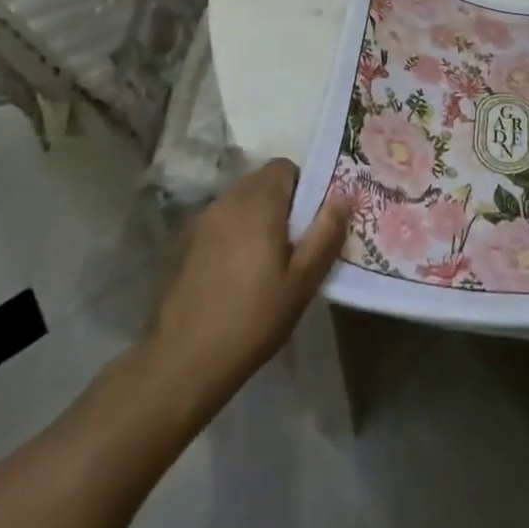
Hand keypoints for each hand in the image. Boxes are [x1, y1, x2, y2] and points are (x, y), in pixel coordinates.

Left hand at [147, 159, 348, 401]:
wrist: (184, 360)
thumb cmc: (253, 318)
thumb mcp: (302, 281)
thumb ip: (326, 233)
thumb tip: (344, 195)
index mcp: (258, 202)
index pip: (285, 167)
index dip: (304, 186)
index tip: (312, 220)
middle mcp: (229, 200)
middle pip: (263, 181)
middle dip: (283, 201)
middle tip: (296, 241)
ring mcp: (204, 220)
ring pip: (242, 200)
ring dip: (259, 216)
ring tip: (269, 259)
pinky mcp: (188, 242)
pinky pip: (223, 221)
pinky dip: (237, 232)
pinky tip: (240, 272)